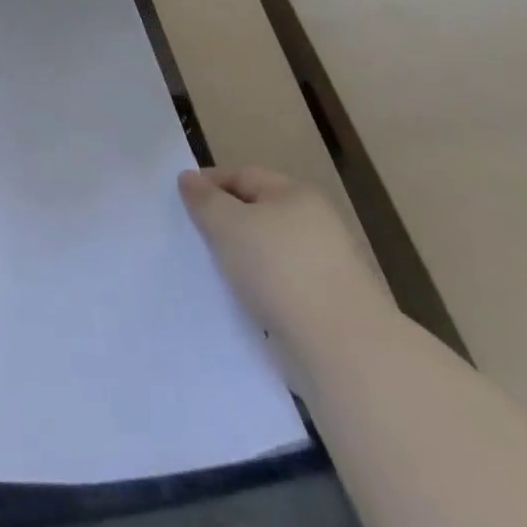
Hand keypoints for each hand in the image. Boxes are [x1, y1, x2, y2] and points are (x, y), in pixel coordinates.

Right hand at [179, 166, 393, 362]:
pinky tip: (246, 305)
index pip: (242, 175)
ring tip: (217, 276)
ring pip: (270, 252)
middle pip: (258, 212)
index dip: (210, 184)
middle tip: (196, 240)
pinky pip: (284, 287)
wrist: (345, 351)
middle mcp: (316, 223)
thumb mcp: (227, 224)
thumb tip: (189, 179)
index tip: (181, 205)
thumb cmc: (279, 270)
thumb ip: (204, 199)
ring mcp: (328, 267)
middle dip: (226, 223)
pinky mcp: (331, 308)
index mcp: (295, 194)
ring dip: (244, 260)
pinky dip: (264, 291)